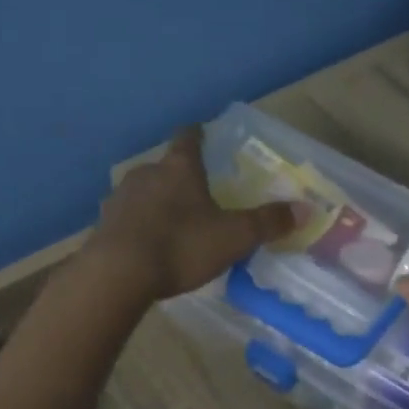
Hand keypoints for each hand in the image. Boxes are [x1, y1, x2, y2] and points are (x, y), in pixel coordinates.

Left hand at [84, 126, 298, 302]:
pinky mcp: (102, 224)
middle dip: (179, 177)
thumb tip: (305, 209)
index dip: (198, 135)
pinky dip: (137, 225)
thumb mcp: (234, 237)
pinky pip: (125, 218)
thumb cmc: (181, 246)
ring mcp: (119, 198)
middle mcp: (146, 173)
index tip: (203, 135)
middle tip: (196, 193)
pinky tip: (145, 245)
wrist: (118, 273)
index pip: (188, 137)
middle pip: (164, 166)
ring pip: (142, 192)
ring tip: (171, 222)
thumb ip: (268, 222)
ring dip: (156, 202)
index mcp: (179, 168)